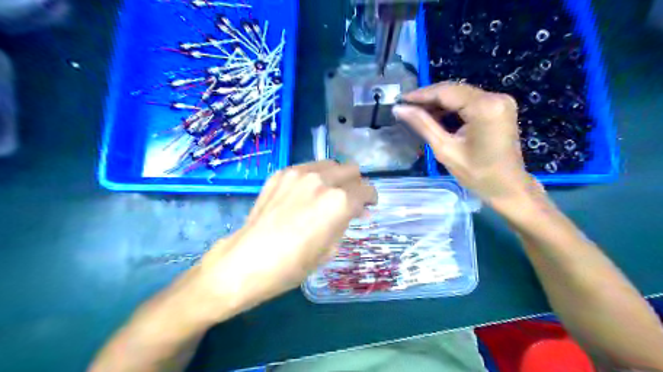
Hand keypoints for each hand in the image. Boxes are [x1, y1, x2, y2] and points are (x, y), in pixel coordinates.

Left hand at [195, 161, 377, 315]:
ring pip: (330, 164)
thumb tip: (355, 210)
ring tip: (328, 194)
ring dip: (336, 177)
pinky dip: (315, 177)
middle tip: (349, 200)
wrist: (247, 261)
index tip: (368, 206)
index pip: (366, 189)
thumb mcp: (331, 248)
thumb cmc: (293, 264)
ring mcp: (299, 173)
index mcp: (339, 201)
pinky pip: (308, 168)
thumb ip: (346, 221)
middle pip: (351, 169)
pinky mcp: (281, 173)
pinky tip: (305, 194)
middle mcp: (322, 180)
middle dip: (355, 184)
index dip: (371, 198)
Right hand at [393, 82, 537, 212]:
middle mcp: (495, 97)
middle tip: (406, 108)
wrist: (508, 187)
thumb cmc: (477, 174)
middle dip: (428, 99)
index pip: (446, 92)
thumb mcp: (445, 150)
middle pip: (454, 90)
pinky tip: (436, 118)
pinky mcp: (499, 107)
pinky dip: (451, 108)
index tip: (400, 100)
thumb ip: (422, 125)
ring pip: (460, 95)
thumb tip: (399, 109)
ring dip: (438, 104)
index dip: (420, 95)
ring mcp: (500, 101)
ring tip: (417, 114)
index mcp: (484, 107)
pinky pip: (469, 101)